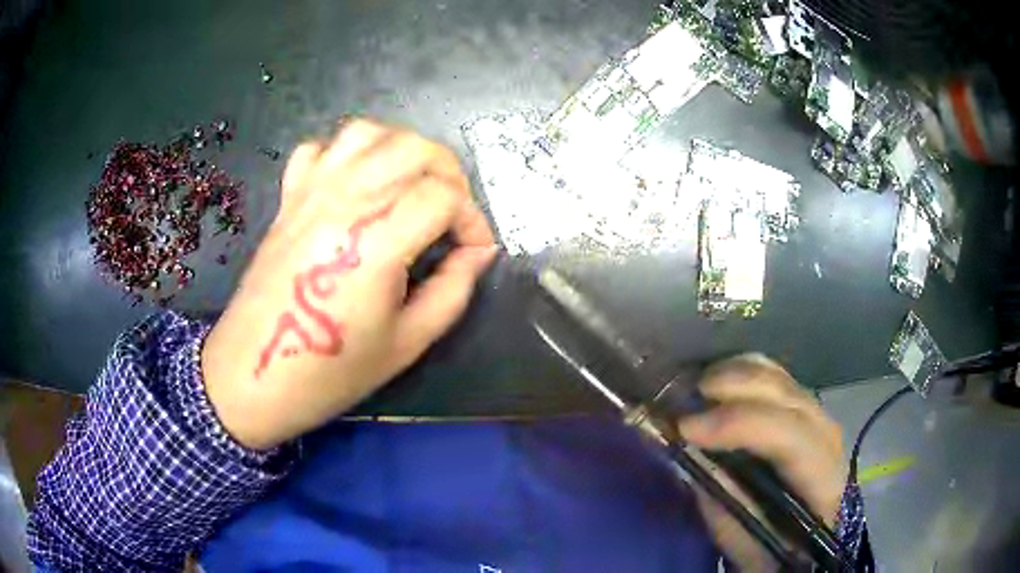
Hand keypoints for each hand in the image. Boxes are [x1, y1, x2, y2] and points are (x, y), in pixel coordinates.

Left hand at [202, 119, 496, 449]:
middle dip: (450, 174)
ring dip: (403, 150)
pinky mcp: (288, 198)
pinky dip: (347, 154)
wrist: (254, 375)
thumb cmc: (330, 372)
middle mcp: (343, 202)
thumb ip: (452, 291)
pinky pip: (320, 149)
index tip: (475, 251)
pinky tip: (356, 185)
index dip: (472, 220)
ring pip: (369, 133)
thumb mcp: (406, 344)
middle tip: (453, 214)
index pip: (444, 196)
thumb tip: (479, 253)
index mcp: (375, 243)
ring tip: (412, 187)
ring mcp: (310, 194)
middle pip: (414, 148)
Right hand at [678, 354, 846, 570]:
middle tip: (683, 397)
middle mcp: (828, 439)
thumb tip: (695, 464)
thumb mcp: (754, 551)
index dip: (740, 424)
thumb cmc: (787, 554)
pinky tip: (720, 382)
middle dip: (736, 387)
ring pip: (783, 379)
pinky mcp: (806, 413)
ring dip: (737, 374)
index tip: (685, 429)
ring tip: (696, 385)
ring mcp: (819, 419)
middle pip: (788, 396)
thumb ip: (730, 513)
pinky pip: (778, 379)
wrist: (818, 536)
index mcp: (825, 482)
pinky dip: (746, 373)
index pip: (790, 437)